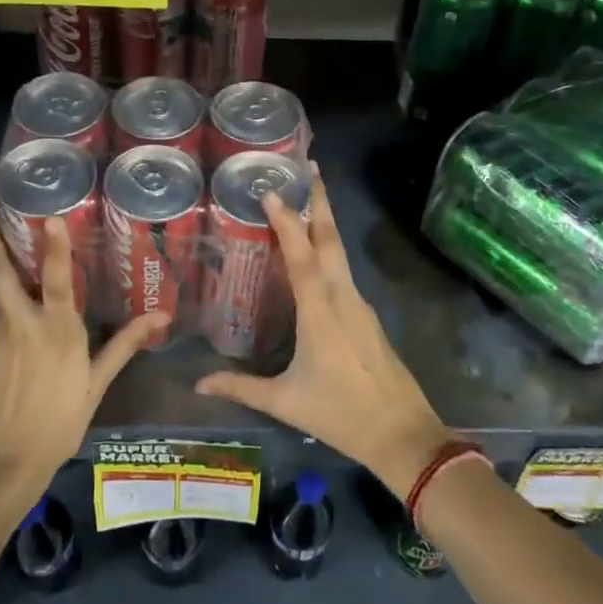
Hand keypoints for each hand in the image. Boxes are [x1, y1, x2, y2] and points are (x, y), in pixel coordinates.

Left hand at [0, 186, 163, 505]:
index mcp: (57, 332)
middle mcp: (23, 321)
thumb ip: (124, 345)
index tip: (49, 214)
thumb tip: (160, 316)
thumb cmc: (57, 424)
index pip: (55, 279)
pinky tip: (3, 259)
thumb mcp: (95, 385)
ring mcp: (0, 329)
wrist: (2, 463)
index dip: (53, 245)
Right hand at [194, 170, 451, 495]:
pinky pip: (343, 272)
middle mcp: (343, 298)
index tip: (272, 191)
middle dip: (320, 201)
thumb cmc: (341, 415)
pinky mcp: (366, 315)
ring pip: (339, 253)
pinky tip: (314, 255)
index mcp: (321, 313)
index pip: (302, 257)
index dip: (288, 222)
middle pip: (331, 240)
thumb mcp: (286, 402)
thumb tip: (198, 383)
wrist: (404, 435)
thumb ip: (241, 388)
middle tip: (307, 168)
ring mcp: (359, 305)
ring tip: (304, 200)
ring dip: (324, 222)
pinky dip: (327, 251)